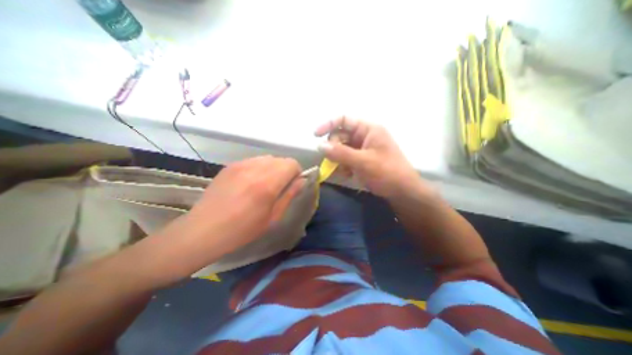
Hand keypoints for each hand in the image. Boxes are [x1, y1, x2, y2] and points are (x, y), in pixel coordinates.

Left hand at [187, 155, 302, 252]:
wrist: (204, 230)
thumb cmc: (243, 229)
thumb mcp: (273, 216)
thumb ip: (289, 195)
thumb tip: (301, 180)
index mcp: (268, 183)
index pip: (292, 164)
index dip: (297, 173)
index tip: (293, 185)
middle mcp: (255, 168)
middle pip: (281, 159)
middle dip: (285, 170)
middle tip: (279, 187)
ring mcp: (241, 164)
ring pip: (268, 158)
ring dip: (272, 168)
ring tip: (264, 184)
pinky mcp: (230, 165)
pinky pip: (253, 160)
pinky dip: (259, 168)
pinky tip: (250, 183)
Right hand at [314, 116, 428, 199]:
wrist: (402, 191)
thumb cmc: (387, 172)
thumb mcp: (363, 162)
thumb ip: (340, 153)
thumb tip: (319, 146)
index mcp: (368, 129)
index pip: (344, 120)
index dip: (328, 124)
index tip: (315, 135)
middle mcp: (363, 136)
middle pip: (340, 135)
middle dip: (333, 148)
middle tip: (332, 160)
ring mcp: (361, 149)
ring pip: (341, 149)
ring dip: (337, 159)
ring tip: (342, 170)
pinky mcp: (360, 160)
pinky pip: (345, 159)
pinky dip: (342, 166)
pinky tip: (347, 174)